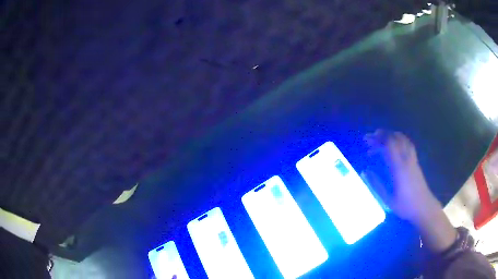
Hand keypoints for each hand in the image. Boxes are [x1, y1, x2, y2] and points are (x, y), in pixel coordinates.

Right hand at [364, 129, 456, 252]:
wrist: (423, 207)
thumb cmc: (405, 205)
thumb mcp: (388, 199)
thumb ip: (376, 185)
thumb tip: (365, 171)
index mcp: (399, 168)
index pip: (388, 146)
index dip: (377, 140)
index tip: (366, 140)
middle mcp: (406, 160)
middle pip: (395, 139)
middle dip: (382, 134)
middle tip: (370, 137)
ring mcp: (412, 159)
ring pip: (402, 139)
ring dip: (391, 134)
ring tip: (381, 136)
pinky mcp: (416, 161)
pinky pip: (408, 143)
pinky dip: (399, 138)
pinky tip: (395, 142)